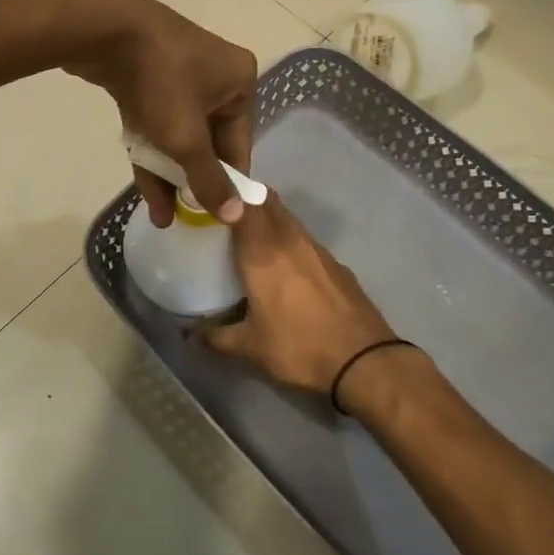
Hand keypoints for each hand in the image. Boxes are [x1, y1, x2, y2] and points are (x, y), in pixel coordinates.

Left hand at [63, 0, 256, 223]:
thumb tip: (236, 215)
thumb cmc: (160, 82)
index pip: (239, 145)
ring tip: (161, 217)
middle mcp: (215, 76)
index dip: (226, 183)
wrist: (103, 29)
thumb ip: (209, 179)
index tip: (216, 218)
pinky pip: (157, 122)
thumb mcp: (187, 138)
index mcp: (238, 82)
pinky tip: (146, 188)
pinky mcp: (147, 78)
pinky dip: (151, 150)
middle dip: (193, 181)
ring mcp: (178, 74)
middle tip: (185, 219)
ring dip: (169, 173)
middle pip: (208, 141)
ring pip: (178, 134)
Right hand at [198, 195, 394, 397]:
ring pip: (287, 217)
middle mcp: (289, 239)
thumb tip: (188, 333)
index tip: (207, 198)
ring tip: (251, 240)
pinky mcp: (336, 263)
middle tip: (225, 215)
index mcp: (262, 251)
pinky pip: (305, 239)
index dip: (225, 193)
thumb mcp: (249, 348)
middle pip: (267, 200)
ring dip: (269, 219)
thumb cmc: (299, 347)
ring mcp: (317, 248)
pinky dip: (289, 241)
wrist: (365, 362)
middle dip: (246, 199)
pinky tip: (285, 267)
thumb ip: (214, 337)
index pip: (242, 202)